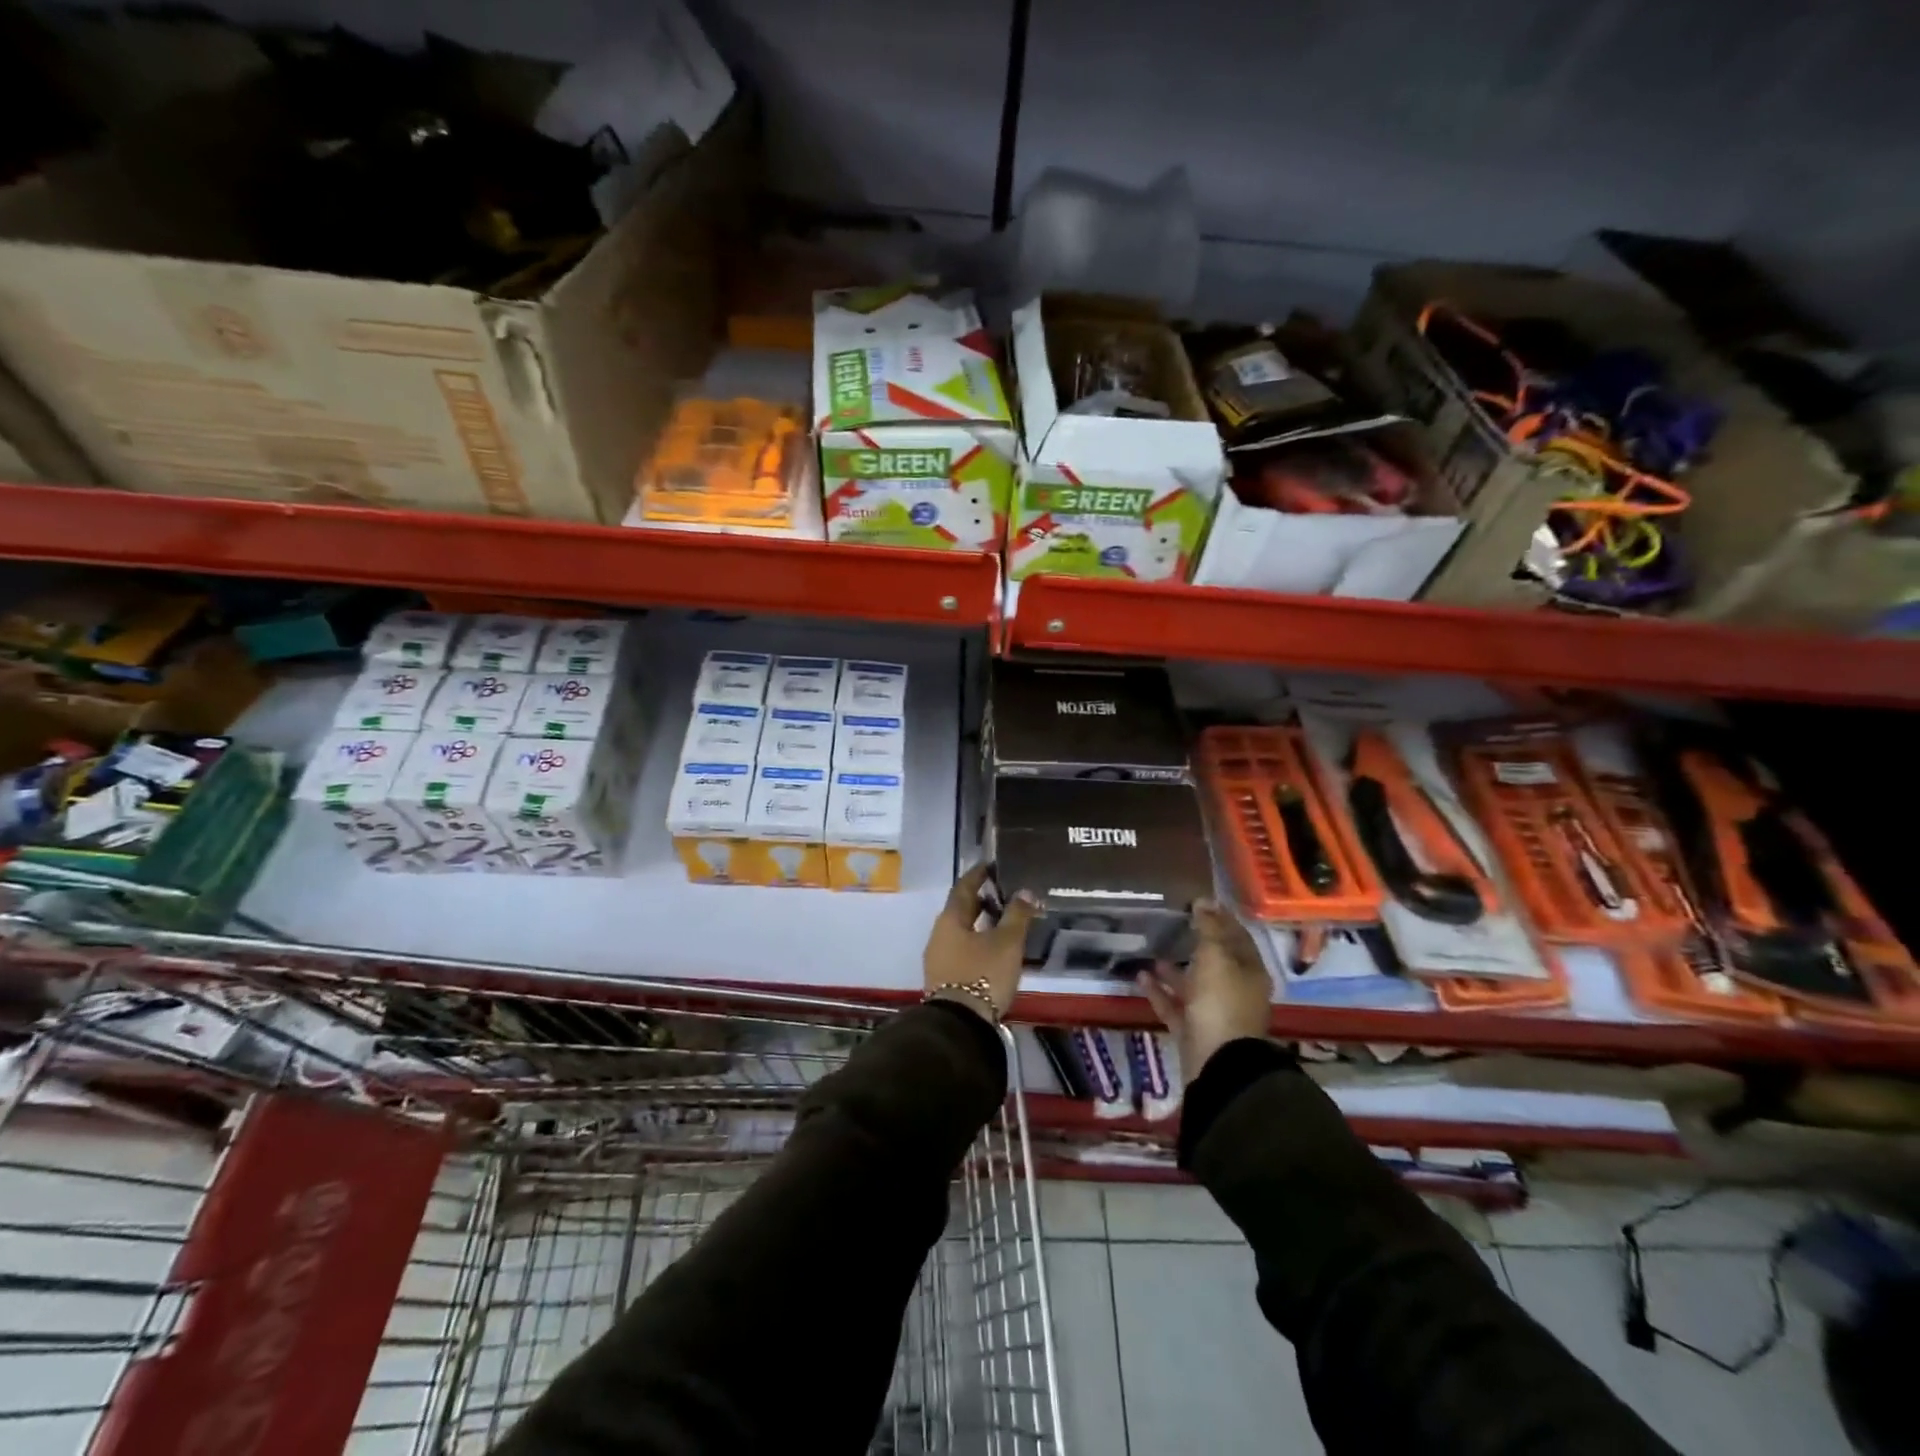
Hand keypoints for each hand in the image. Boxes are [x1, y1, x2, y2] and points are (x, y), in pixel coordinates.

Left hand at [923, 864, 1036, 1020]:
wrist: (959, 1024)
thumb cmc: (983, 974)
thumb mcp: (1007, 943)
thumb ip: (1017, 915)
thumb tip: (1025, 891)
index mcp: (950, 919)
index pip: (963, 887)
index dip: (978, 875)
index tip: (991, 865)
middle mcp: (939, 934)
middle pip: (960, 909)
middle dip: (981, 900)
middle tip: (1004, 894)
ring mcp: (938, 958)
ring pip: (960, 931)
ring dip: (979, 923)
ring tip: (1003, 923)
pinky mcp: (943, 978)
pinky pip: (961, 949)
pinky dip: (976, 942)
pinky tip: (993, 949)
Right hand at [1137, 899, 1272, 1073]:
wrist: (1218, 1064)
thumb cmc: (1221, 1002)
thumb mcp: (1216, 957)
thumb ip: (1209, 928)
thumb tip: (1204, 901)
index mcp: (1249, 972)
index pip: (1237, 937)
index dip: (1221, 918)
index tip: (1201, 901)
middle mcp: (1234, 991)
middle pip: (1215, 962)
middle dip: (1196, 943)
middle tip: (1174, 922)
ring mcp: (1213, 1013)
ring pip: (1193, 985)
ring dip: (1174, 969)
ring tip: (1152, 950)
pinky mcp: (1193, 1031)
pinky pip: (1174, 1006)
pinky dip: (1159, 992)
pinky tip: (1141, 976)